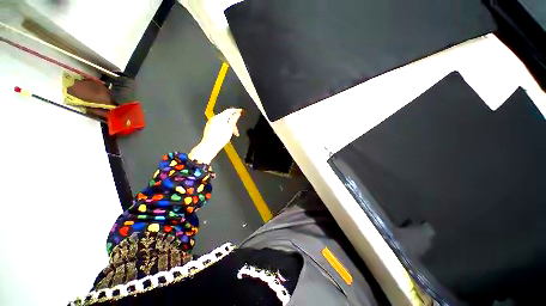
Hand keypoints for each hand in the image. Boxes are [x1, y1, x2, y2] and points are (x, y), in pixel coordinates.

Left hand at [189, 108, 242, 163]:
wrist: (210, 146)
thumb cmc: (220, 138)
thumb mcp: (230, 128)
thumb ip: (234, 119)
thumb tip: (237, 113)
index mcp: (221, 117)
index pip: (230, 110)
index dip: (236, 110)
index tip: (241, 111)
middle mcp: (215, 118)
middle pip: (226, 116)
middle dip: (232, 122)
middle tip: (236, 130)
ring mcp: (211, 122)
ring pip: (223, 121)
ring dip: (229, 126)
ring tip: (231, 134)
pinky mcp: (209, 126)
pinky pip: (218, 124)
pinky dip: (224, 127)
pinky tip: (225, 134)